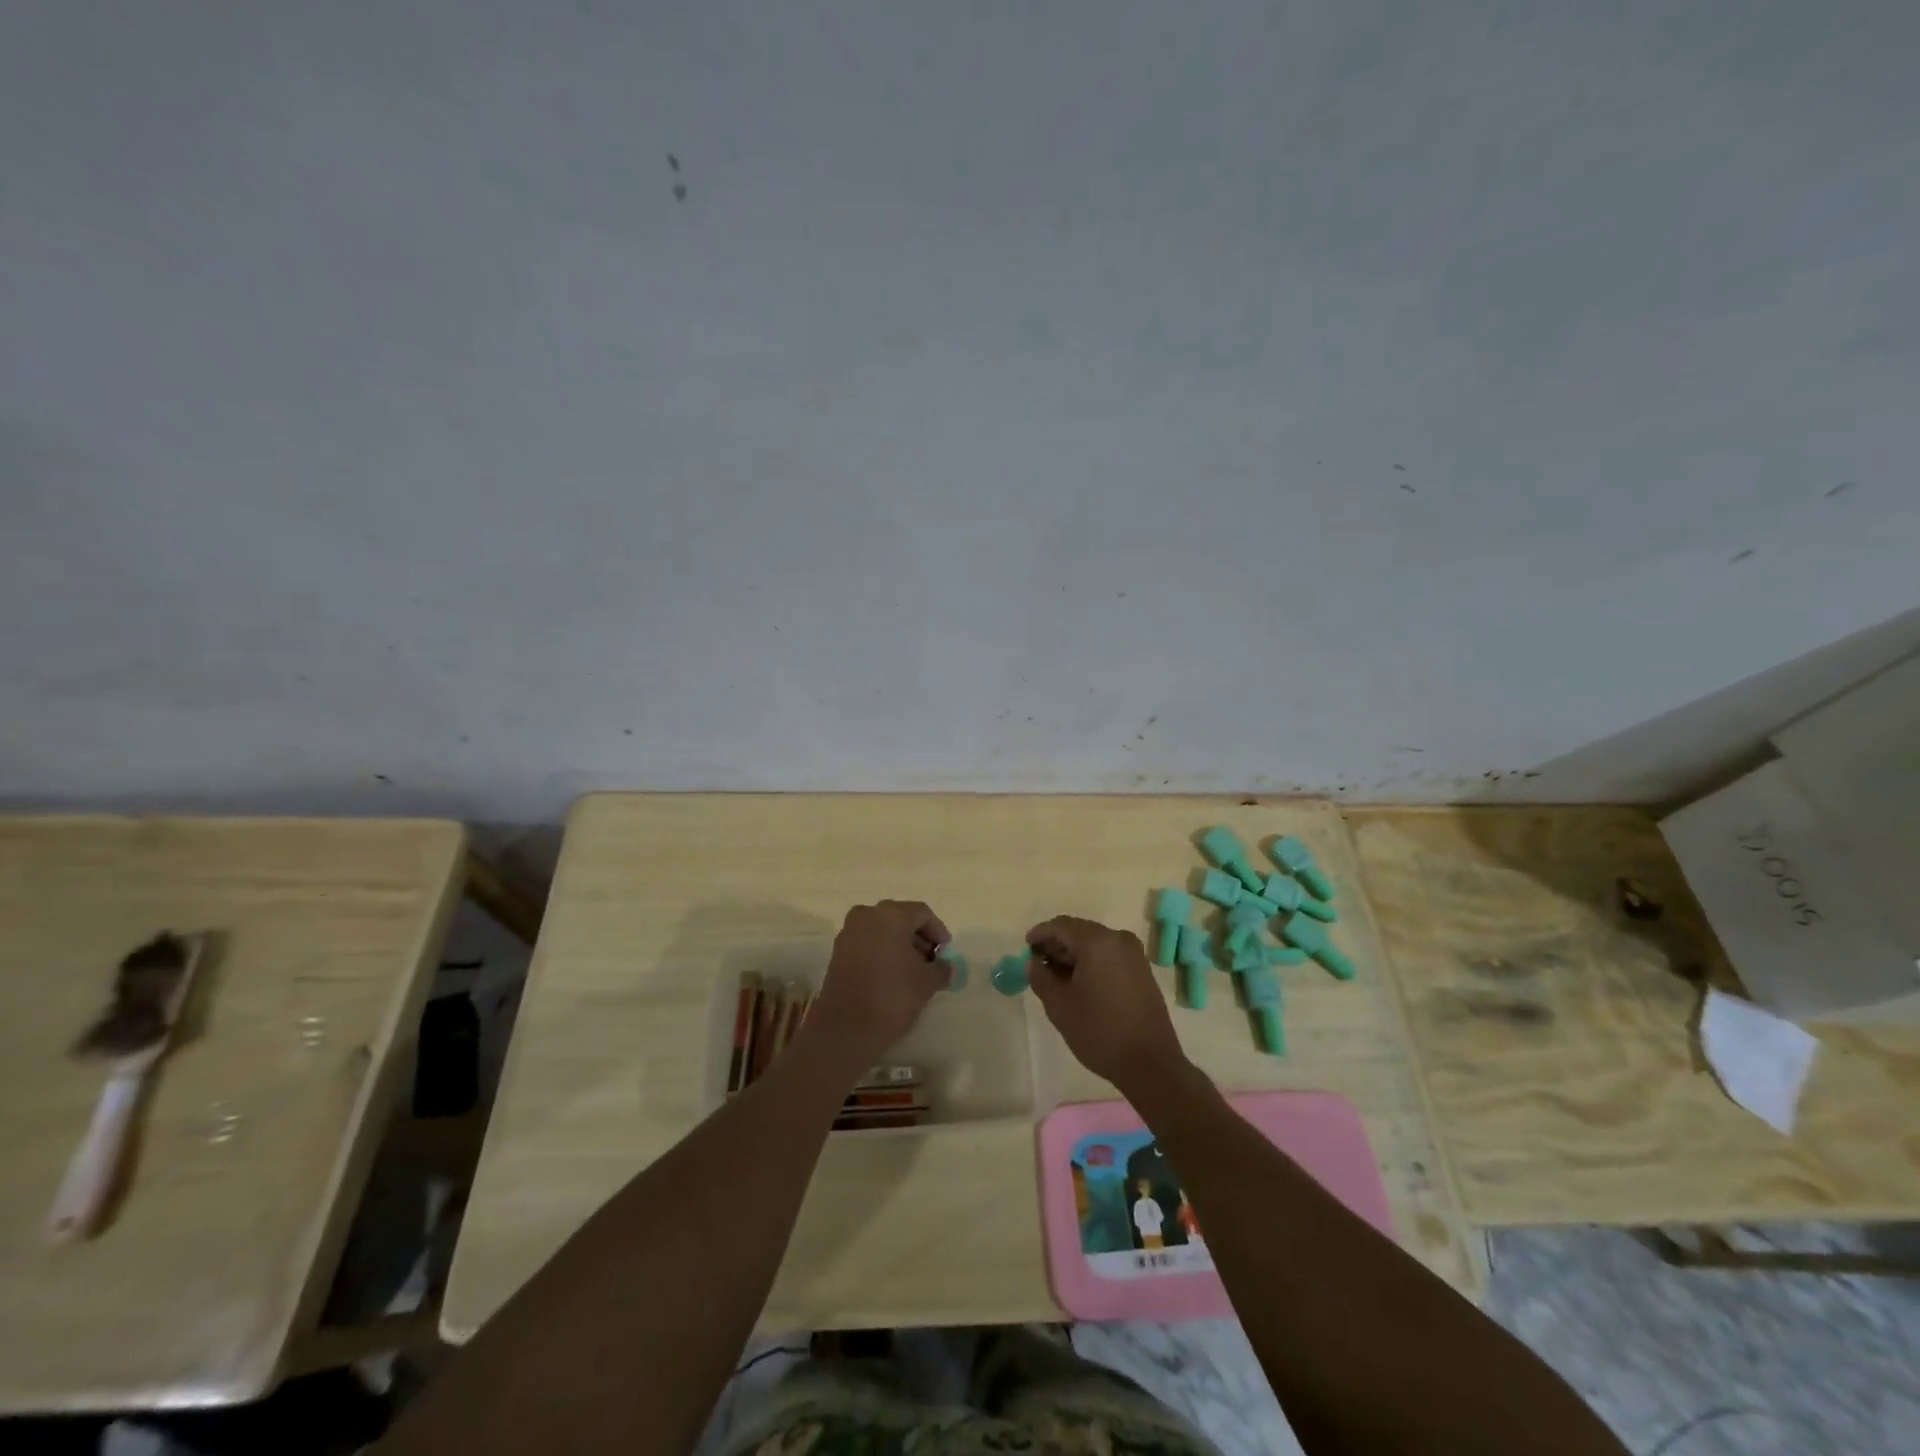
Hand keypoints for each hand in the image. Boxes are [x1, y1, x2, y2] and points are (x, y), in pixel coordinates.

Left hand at [804, 900, 950, 1069]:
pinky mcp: (838, 952)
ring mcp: (849, 933)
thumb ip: (941, 968)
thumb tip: (945, 966)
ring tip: (914, 971)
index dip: (938, 931)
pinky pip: (868, 942)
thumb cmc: (892, 997)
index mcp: (890, 915)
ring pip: (882, 930)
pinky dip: (883, 952)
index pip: (922, 913)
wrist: (846, 1029)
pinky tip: (893, 975)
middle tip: (932, 961)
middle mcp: (866, 915)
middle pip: (900, 918)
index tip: (946, 952)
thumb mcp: (927, 982)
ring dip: (901, 945)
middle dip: (919, 938)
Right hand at [1026, 916, 1188, 1093]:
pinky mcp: (1142, 971)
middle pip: (1079, 932)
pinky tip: (1080, 984)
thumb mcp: (1060, 1006)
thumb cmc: (1100, 1031)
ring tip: (1056, 978)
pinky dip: (1091, 963)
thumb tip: (1033, 963)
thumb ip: (1041, 978)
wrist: (1151, 1063)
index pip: (1061, 925)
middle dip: (1056, 945)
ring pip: (1095, 944)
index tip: (1025, 949)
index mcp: (1097, 942)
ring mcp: (1134, 955)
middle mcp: (1118, 939)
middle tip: (1038, 965)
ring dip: (1073, 955)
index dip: (1040, 934)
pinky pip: (1110, 956)